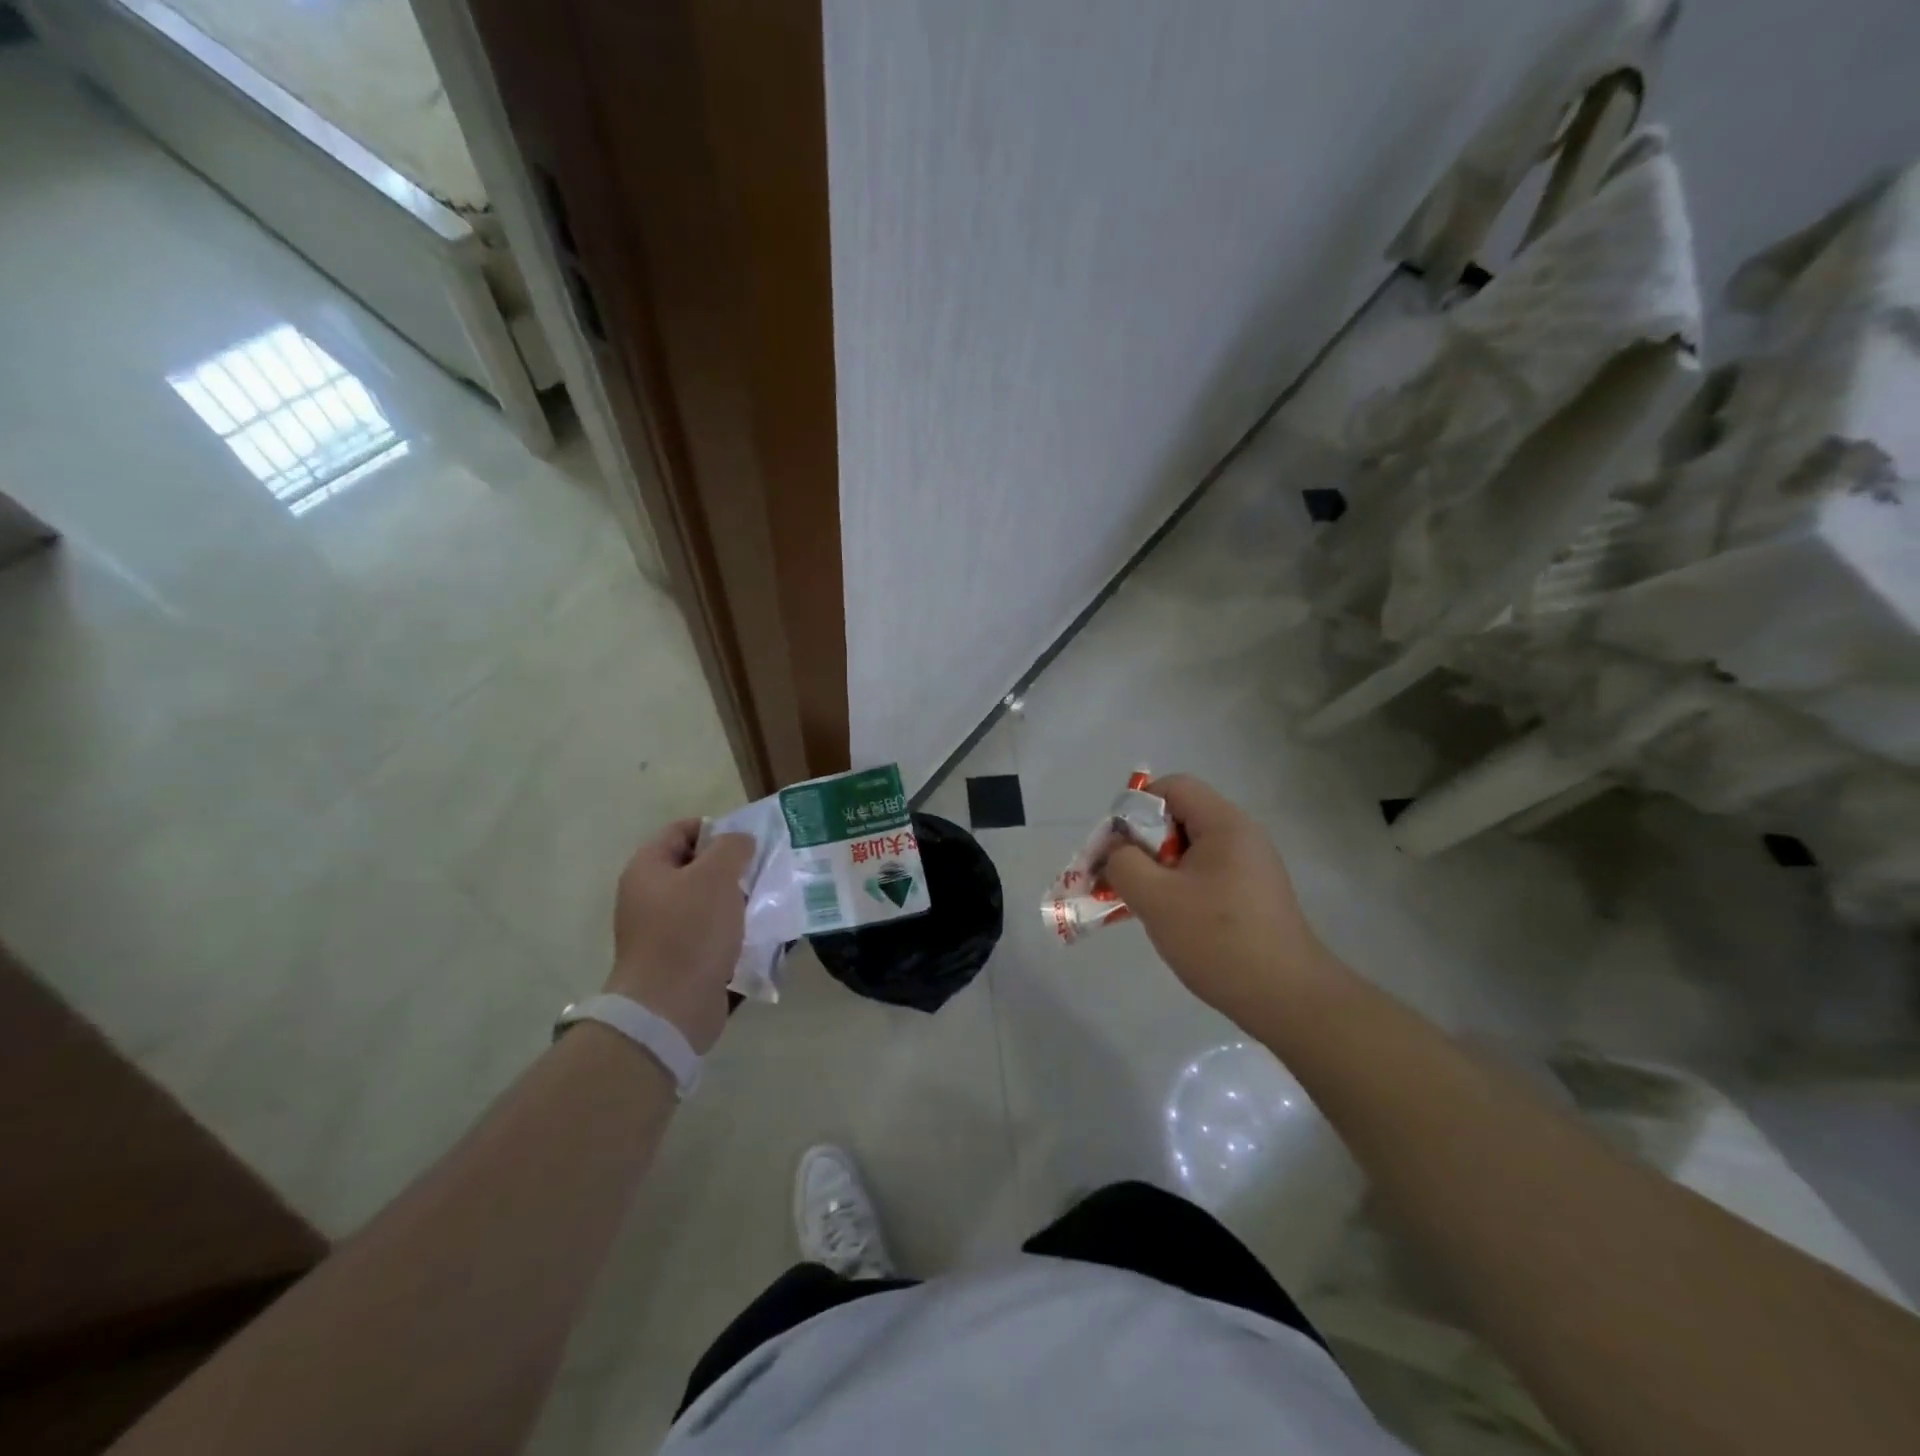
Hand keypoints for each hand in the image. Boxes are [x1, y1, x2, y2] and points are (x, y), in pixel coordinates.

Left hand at [607, 820, 753, 1052]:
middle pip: (695, 865)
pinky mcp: (678, 957)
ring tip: (764, 901)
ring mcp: (661, 928)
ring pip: (705, 900)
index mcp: (648, 868)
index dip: (716, 829)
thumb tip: (740, 841)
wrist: (670, 1008)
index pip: (682, 830)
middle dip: (730, 866)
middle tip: (762, 870)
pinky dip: (730, 929)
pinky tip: (755, 932)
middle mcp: (649, 895)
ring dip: (734, 898)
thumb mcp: (716, 876)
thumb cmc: (690, 931)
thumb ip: (732, 847)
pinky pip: (708, 931)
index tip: (748, 842)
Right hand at [1102, 774, 1344, 1029]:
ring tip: (1141, 902)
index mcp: (1225, 824)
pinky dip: (1179, 887)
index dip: (1135, 807)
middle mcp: (1242, 836)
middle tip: (1122, 878)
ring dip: (1158, 869)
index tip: (1117, 847)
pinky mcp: (1253, 895)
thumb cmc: (1218, 940)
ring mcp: (1251, 867)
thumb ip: (1123, 863)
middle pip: (1179, 817)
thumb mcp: (1156, 898)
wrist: (1288, 1000)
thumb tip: (1117, 849)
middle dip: (1142, 843)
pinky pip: (1205, 874)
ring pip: (1189, 850)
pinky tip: (1171, 920)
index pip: (1172, 787)